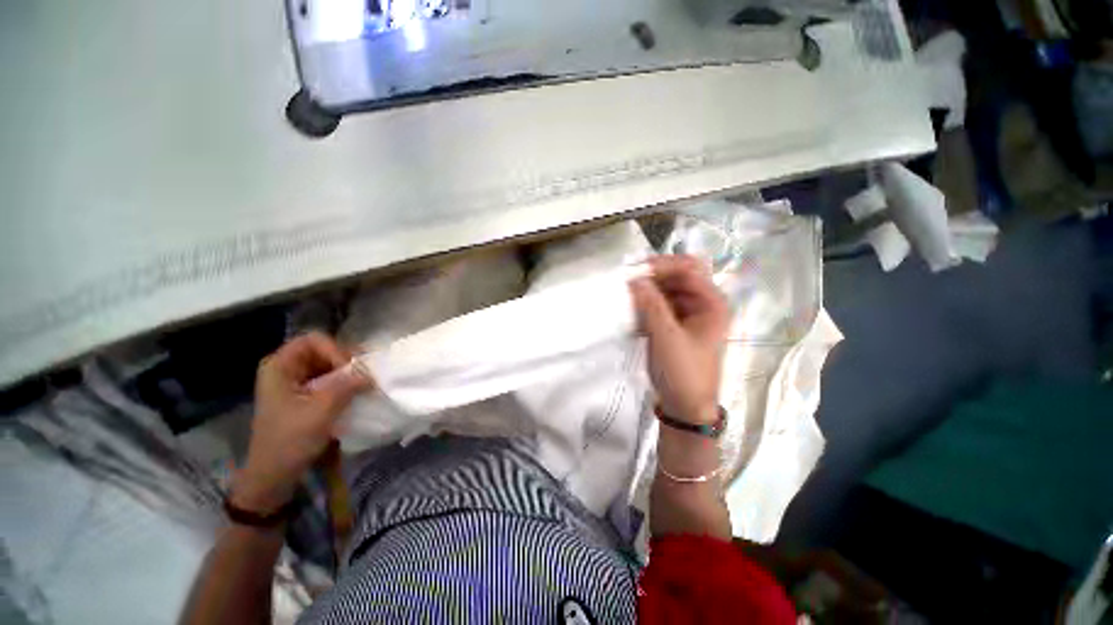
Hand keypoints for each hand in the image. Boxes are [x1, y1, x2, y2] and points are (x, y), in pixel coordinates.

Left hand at [232, 332, 370, 512]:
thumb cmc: (290, 441)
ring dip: (347, 372)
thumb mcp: (320, 412)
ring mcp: (294, 381)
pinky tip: (355, 392)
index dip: (335, 350)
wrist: (274, 474)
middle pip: (322, 349)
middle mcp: (285, 368)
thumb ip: (346, 387)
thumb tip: (371, 373)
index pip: (313, 340)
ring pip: (328, 364)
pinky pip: (328, 378)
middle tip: (363, 375)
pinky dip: (344, 382)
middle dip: (345, 360)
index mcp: (279, 366)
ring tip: (363, 383)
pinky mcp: (304, 394)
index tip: (350, 370)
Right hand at [630, 255, 728, 425]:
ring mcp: (689, 314)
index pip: (688, 269)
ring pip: (667, 290)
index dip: (662, 265)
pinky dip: (647, 303)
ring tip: (627, 295)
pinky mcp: (676, 325)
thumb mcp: (665, 336)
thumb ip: (650, 304)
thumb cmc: (682, 372)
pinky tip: (633, 310)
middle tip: (628, 281)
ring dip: (648, 290)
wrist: (685, 407)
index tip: (635, 271)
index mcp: (712, 303)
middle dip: (653, 276)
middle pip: (678, 276)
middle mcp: (703, 304)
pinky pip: (661, 305)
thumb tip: (634, 277)